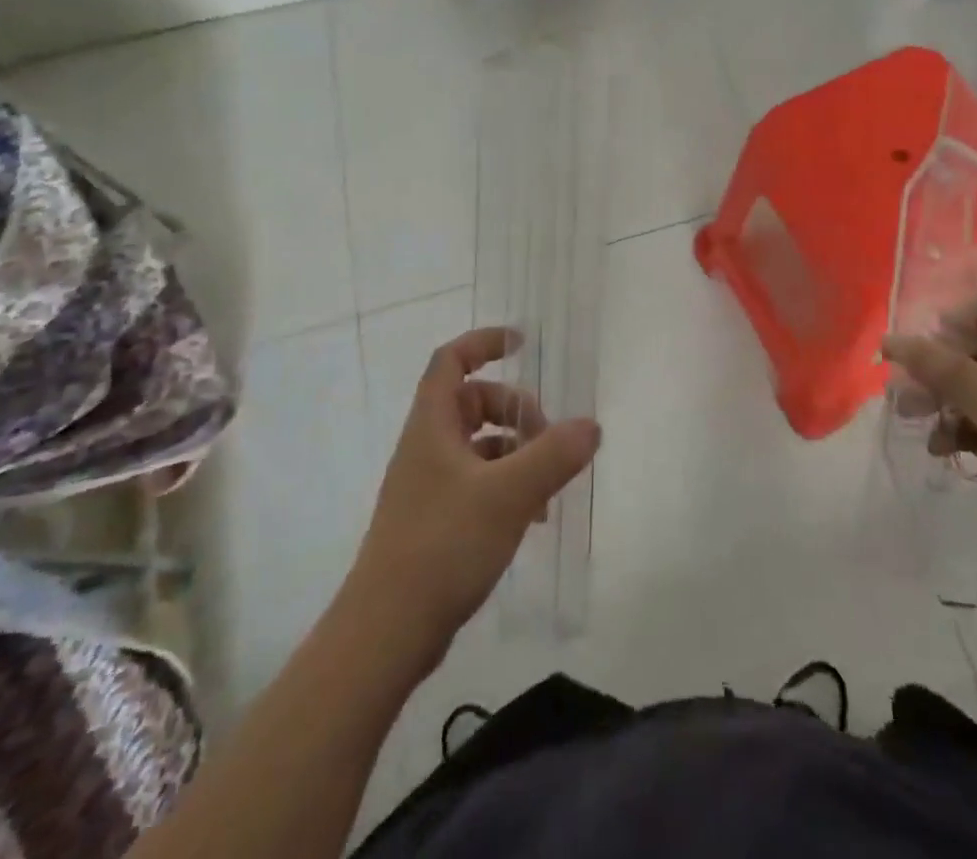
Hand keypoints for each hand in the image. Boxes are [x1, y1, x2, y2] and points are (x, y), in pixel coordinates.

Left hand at [347, 328, 600, 671]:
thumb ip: (553, 456)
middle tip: (549, 436)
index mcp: (432, 426)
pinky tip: (532, 516)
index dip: (484, 342)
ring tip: (549, 484)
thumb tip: (591, 426)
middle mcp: (426, 447)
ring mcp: (428, 485)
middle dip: (515, 409)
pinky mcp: (434, 521)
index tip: (523, 343)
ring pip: (478, 445)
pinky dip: (507, 485)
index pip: (451, 360)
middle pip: (473, 402)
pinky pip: (477, 482)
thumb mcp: (507, 495)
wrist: (385, 633)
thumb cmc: (442, 546)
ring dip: (516, 451)